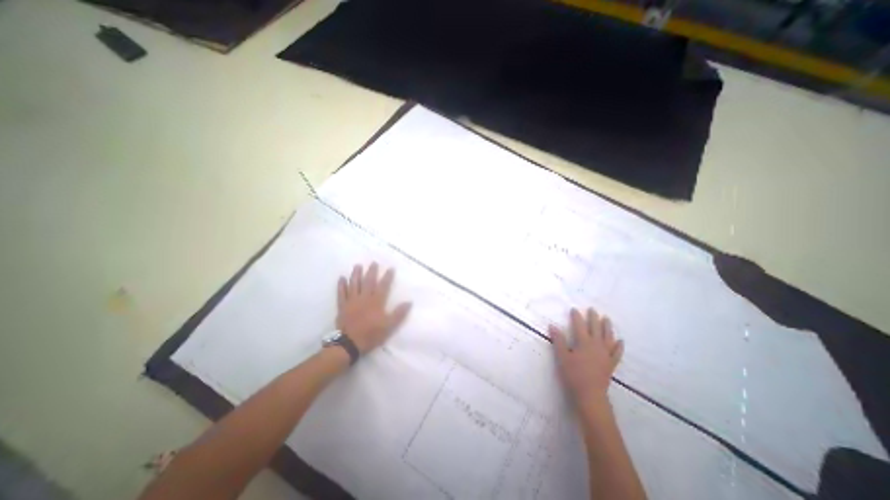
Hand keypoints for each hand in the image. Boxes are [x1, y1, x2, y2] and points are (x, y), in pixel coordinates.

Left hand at [338, 264, 413, 352]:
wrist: (349, 344)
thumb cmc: (371, 334)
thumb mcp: (389, 326)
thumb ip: (399, 313)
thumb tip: (409, 302)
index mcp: (376, 302)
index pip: (383, 286)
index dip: (387, 276)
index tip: (390, 268)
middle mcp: (364, 298)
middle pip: (368, 281)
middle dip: (371, 271)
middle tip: (373, 262)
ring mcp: (352, 301)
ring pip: (354, 284)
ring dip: (356, 274)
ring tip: (358, 266)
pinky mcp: (342, 306)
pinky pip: (341, 293)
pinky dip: (341, 285)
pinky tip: (342, 278)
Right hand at [551, 309, 623, 413]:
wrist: (590, 394)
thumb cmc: (573, 374)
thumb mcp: (562, 357)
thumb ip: (558, 340)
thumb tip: (552, 326)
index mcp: (584, 342)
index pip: (579, 325)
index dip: (577, 317)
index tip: (574, 309)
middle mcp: (597, 345)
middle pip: (596, 328)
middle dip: (593, 318)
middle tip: (592, 309)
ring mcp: (605, 354)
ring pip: (608, 337)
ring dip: (607, 327)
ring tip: (607, 319)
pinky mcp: (611, 364)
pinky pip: (616, 352)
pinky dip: (618, 346)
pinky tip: (620, 341)